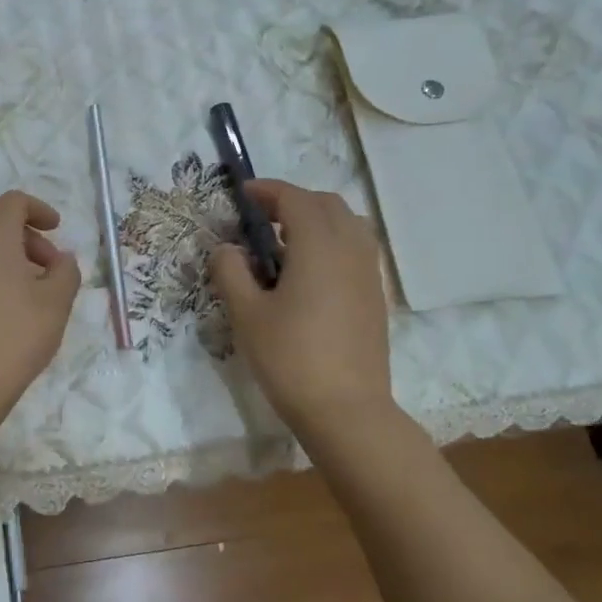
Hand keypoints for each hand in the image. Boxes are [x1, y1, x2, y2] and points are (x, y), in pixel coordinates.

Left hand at [0, 191, 80, 424]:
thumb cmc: (13, 336)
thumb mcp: (56, 303)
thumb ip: (65, 271)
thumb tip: (60, 259)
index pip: (14, 202)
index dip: (39, 210)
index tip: (57, 230)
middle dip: (27, 239)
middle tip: (50, 270)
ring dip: (7, 260)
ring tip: (30, 295)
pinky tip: (2, 312)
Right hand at [209, 180, 393, 431]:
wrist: (346, 410)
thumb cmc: (290, 358)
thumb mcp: (247, 314)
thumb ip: (231, 272)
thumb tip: (227, 249)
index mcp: (319, 247)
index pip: (295, 199)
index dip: (268, 191)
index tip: (243, 193)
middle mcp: (350, 250)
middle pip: (327, 204)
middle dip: (293, 201)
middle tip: (262, 217)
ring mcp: (368, 274)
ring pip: (348, 224)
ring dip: (316, 219)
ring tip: (285, 242)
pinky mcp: (374, 296)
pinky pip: (356, 249)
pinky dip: (332, 242)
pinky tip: (308, 273)